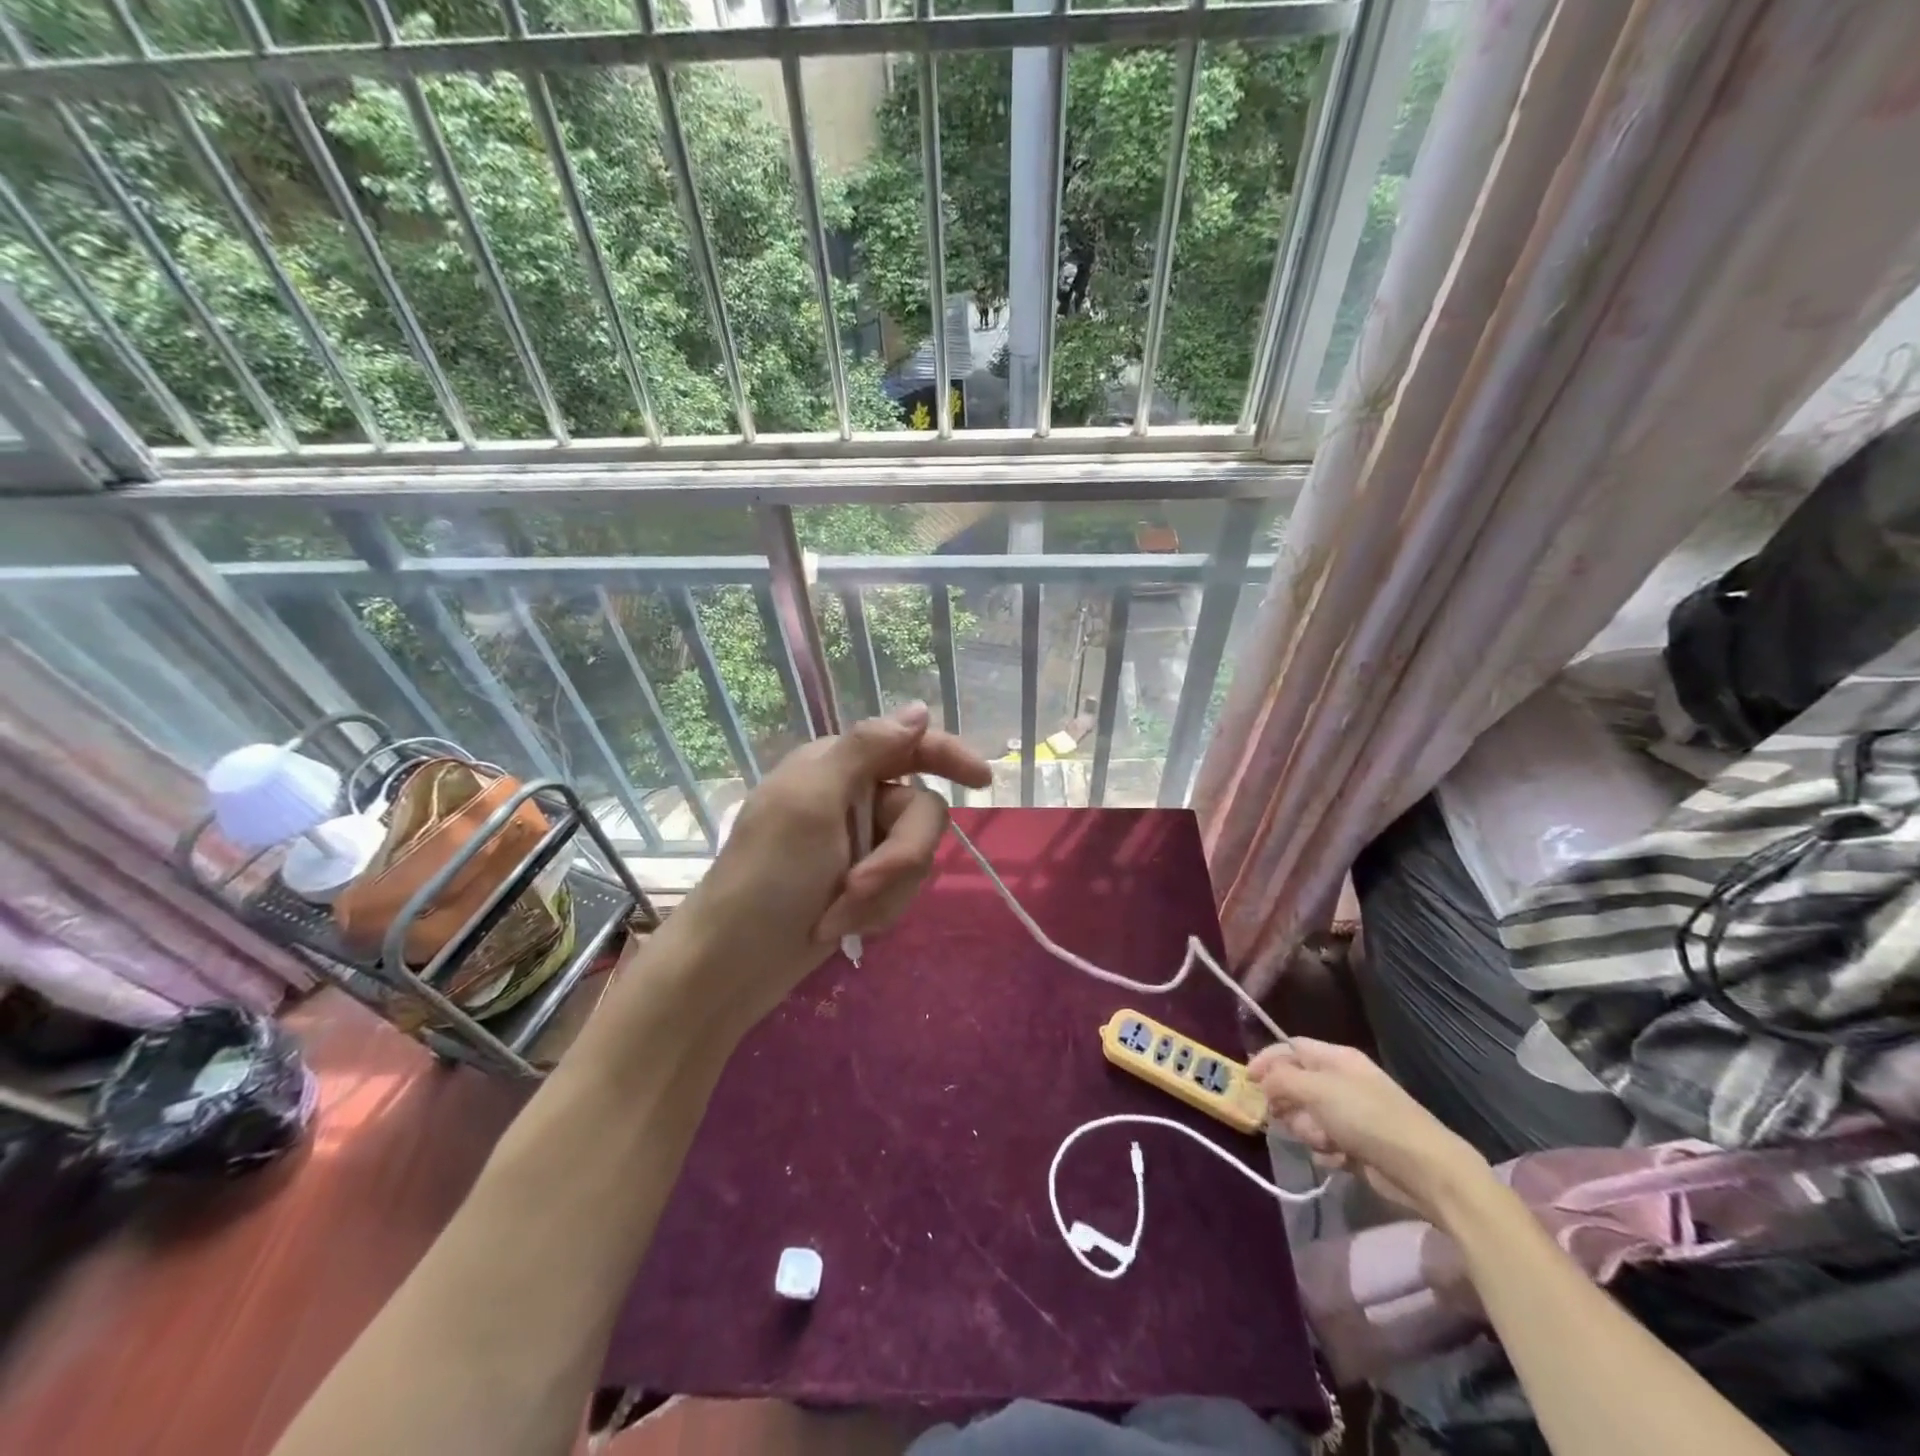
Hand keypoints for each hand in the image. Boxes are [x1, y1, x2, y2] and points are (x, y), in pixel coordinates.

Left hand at [654, 702, 991, 1033]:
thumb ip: (866, 750)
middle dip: (898, 858)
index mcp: (838, 766)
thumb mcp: (812, 801)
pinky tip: (840, 928)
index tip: (984, 780)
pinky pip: (902, 891)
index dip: (949, 755)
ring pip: (916, 858)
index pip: (909, 745)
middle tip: (859, 887)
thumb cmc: (766, 875)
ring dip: (882, 894)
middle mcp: (855, 799)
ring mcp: (860, 845)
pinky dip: (876, 912)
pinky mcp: (863, 887)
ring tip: (837, 917)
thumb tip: (917, 710)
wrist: (733, 965)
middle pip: (921, 813)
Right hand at [1249, 1038, 1493, 1223]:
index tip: (1248, 1080)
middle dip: (1287, 1102)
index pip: (1291, 1047)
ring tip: (1323, 1141)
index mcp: (1336, 1058)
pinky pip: (1324, 1143)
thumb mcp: (1317, 1090)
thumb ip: (1282, 1080)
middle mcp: (1342, 1082)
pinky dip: (1326, 1151)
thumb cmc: (1367, 1118)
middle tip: (1283, 1116)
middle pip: (1296, 1084)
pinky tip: (1337, 1159)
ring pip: (1307, 1116)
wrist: (1423, 1169)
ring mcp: (1351, 1115)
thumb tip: (1262, 1079)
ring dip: (1307, 1130)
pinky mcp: (1357, 1145)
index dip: (1268, 1059)